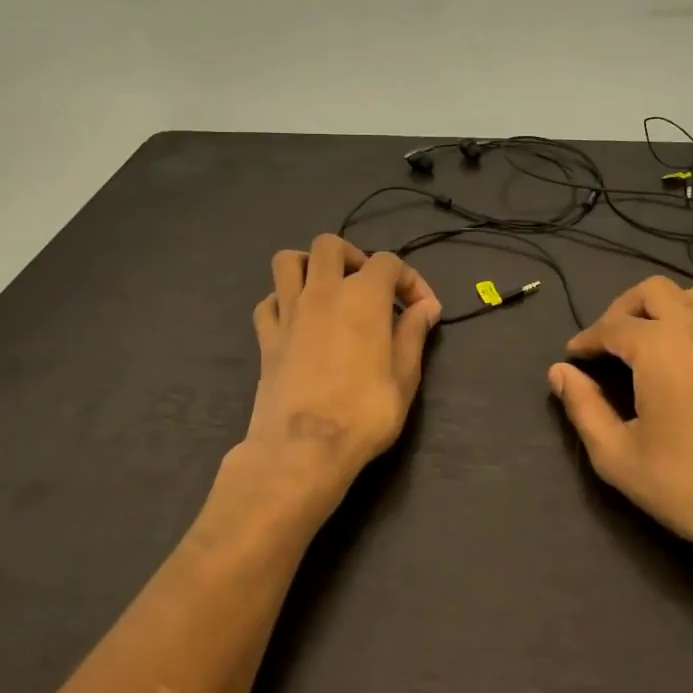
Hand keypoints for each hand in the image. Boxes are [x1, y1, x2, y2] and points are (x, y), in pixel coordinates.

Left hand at [233, 235, 441, 525]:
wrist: (303, 448)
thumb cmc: (364, 413)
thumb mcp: (405, 376)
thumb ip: (414, 334)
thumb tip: (427, 306)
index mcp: (363, 297)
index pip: (389, 263)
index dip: (410, 279)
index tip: (421, 308)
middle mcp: (322, 292)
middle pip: (330, 245)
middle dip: (353, 257)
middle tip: (369, 289)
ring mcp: (288, 312)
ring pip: (288, 261)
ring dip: (310, 266)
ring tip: (328, 291)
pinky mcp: (266, 337)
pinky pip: (269, 301)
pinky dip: (283, 301)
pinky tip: (299, 321)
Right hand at [548, 278, 692, 692]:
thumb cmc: (688, 486)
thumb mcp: (617, 455)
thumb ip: (583, 407)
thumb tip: (559, 372)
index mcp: (659, 346)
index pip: (611, 326)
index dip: (586, 340)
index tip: (572, 358)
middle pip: (653, 291)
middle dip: (621, 310)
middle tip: (606, 344)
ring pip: (692, 298)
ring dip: (661, 309)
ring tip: (644, 344)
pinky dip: (691, 325)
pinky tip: (683, 363)